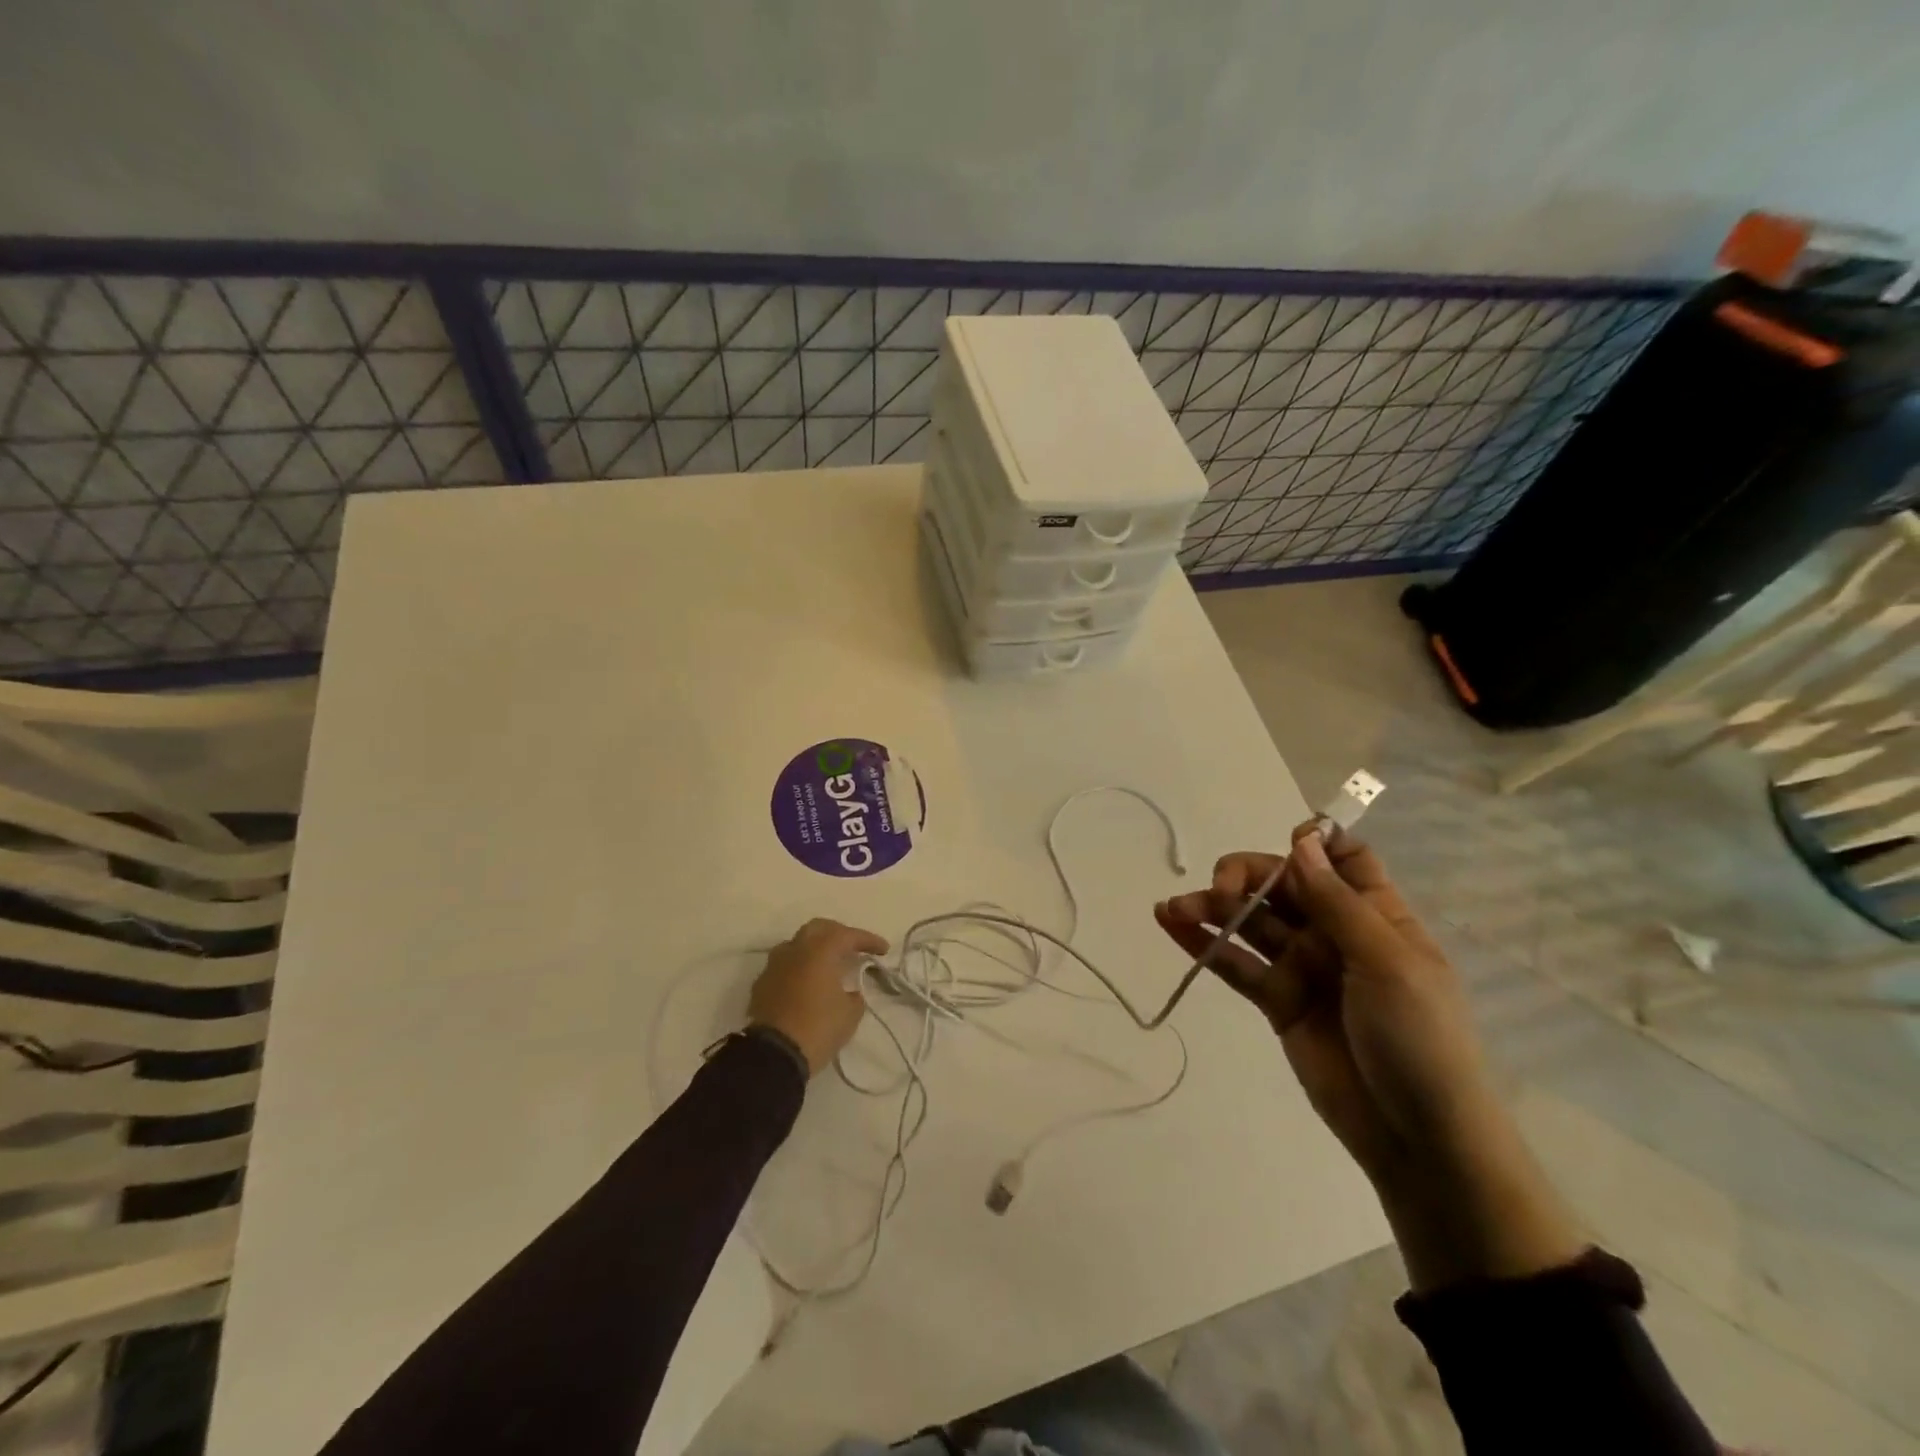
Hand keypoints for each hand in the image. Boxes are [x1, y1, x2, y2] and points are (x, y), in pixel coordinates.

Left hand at [748, 919, 889, 1075]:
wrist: (773, 1055)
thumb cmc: (818, 1028)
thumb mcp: (850, 1014)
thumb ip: (855, 995)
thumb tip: (849, 992)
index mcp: (820, 951)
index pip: (848, 935)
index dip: (868, 940)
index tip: (883, 950)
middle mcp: (795, 950)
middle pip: (818, 928)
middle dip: (838, 934)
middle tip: (853, 947)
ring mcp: (774, 965)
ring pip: (797, 944)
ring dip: (814, 949)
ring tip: (828, 964)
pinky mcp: (761, 984)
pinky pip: (784, 966)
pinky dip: (799, 968)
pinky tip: (806, 984)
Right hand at [1154, 822, 1583, 1289]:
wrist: (1419, 1137)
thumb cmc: (1419, 1040)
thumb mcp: (1387, 963)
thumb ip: (1336, 903)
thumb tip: (1302, 840)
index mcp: (1375, 915)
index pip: (1345, 859)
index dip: (1315, 844)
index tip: (1287, 844)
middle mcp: (1334, 932)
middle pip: (1283, 884)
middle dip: (1247, 876)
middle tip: (1220, 888)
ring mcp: (1302, 966)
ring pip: (1251, 922)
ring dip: (1212, 907)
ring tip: (1173, 907)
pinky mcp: (1276, 1000)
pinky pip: (1236, 963)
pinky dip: (1203, 943)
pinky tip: (1171, 923)